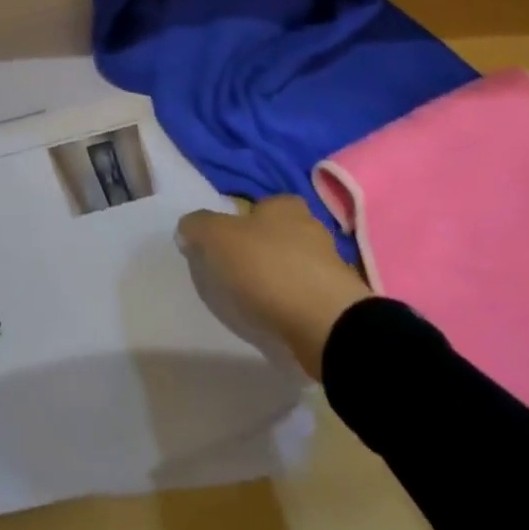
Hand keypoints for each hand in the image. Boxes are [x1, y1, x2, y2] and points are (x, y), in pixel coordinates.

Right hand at [177, 197, 372, 379]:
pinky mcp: (341, 304)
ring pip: (297, 266)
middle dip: (264, 248)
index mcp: (285, 206)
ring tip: (256, 299)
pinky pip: (309, 297)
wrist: (327, 326)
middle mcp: (312, 229)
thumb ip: (198, 226)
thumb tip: (188, 229)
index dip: (247, 218)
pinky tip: (279, 317)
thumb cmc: (268, 268)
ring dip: (280, 278)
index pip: (266, 203)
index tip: (229, 240)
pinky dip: (294, 304)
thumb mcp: (217, 237)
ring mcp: (331, 268)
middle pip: (282, 234)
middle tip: (238, 269)